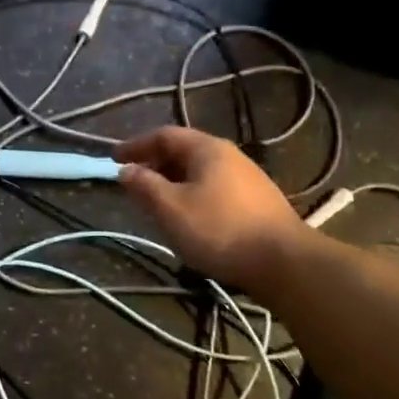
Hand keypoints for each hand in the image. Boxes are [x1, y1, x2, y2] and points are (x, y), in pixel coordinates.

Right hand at [115, 127, 304, 284]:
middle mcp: (229, 156)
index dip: (136, 146)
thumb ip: (144, 186)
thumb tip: (125, 170)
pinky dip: (192, 194)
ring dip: (173, 181)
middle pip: (184, 151)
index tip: (113, 159)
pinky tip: (188, 217)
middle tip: (133, 182)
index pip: (164, 136)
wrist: (285, 262)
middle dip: (154, 164)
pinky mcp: (257, 202)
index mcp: (207, 149)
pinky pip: (214, 188)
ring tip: (156, 202)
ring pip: (199, 172)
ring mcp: (247, 178)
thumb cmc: (219, 229)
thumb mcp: (171, 208)